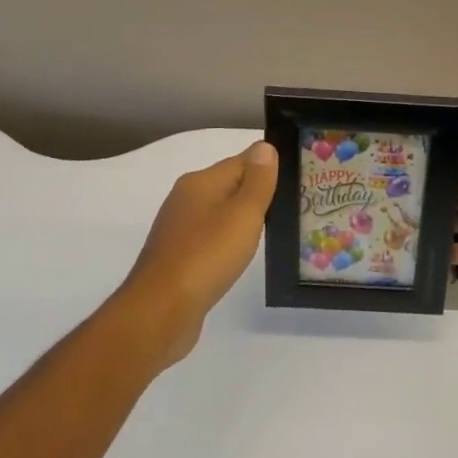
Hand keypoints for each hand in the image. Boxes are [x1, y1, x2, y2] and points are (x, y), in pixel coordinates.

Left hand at [114, 141, 278, 365]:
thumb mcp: (243, 214)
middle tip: (292, 204)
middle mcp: (186, 199)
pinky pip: (210, 238)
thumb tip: (264, 146)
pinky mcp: (177, 257)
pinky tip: (240, 255)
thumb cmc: (207, 255)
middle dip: (257, 192)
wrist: (160, 311)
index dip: (268, 167)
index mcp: (200, 182)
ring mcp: (178, 229)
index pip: (242, 161)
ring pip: (219, 213)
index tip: (297, 179)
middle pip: (229, 185)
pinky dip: (228, 241)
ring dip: (242, 219)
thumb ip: (258, 180)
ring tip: (272, 230)